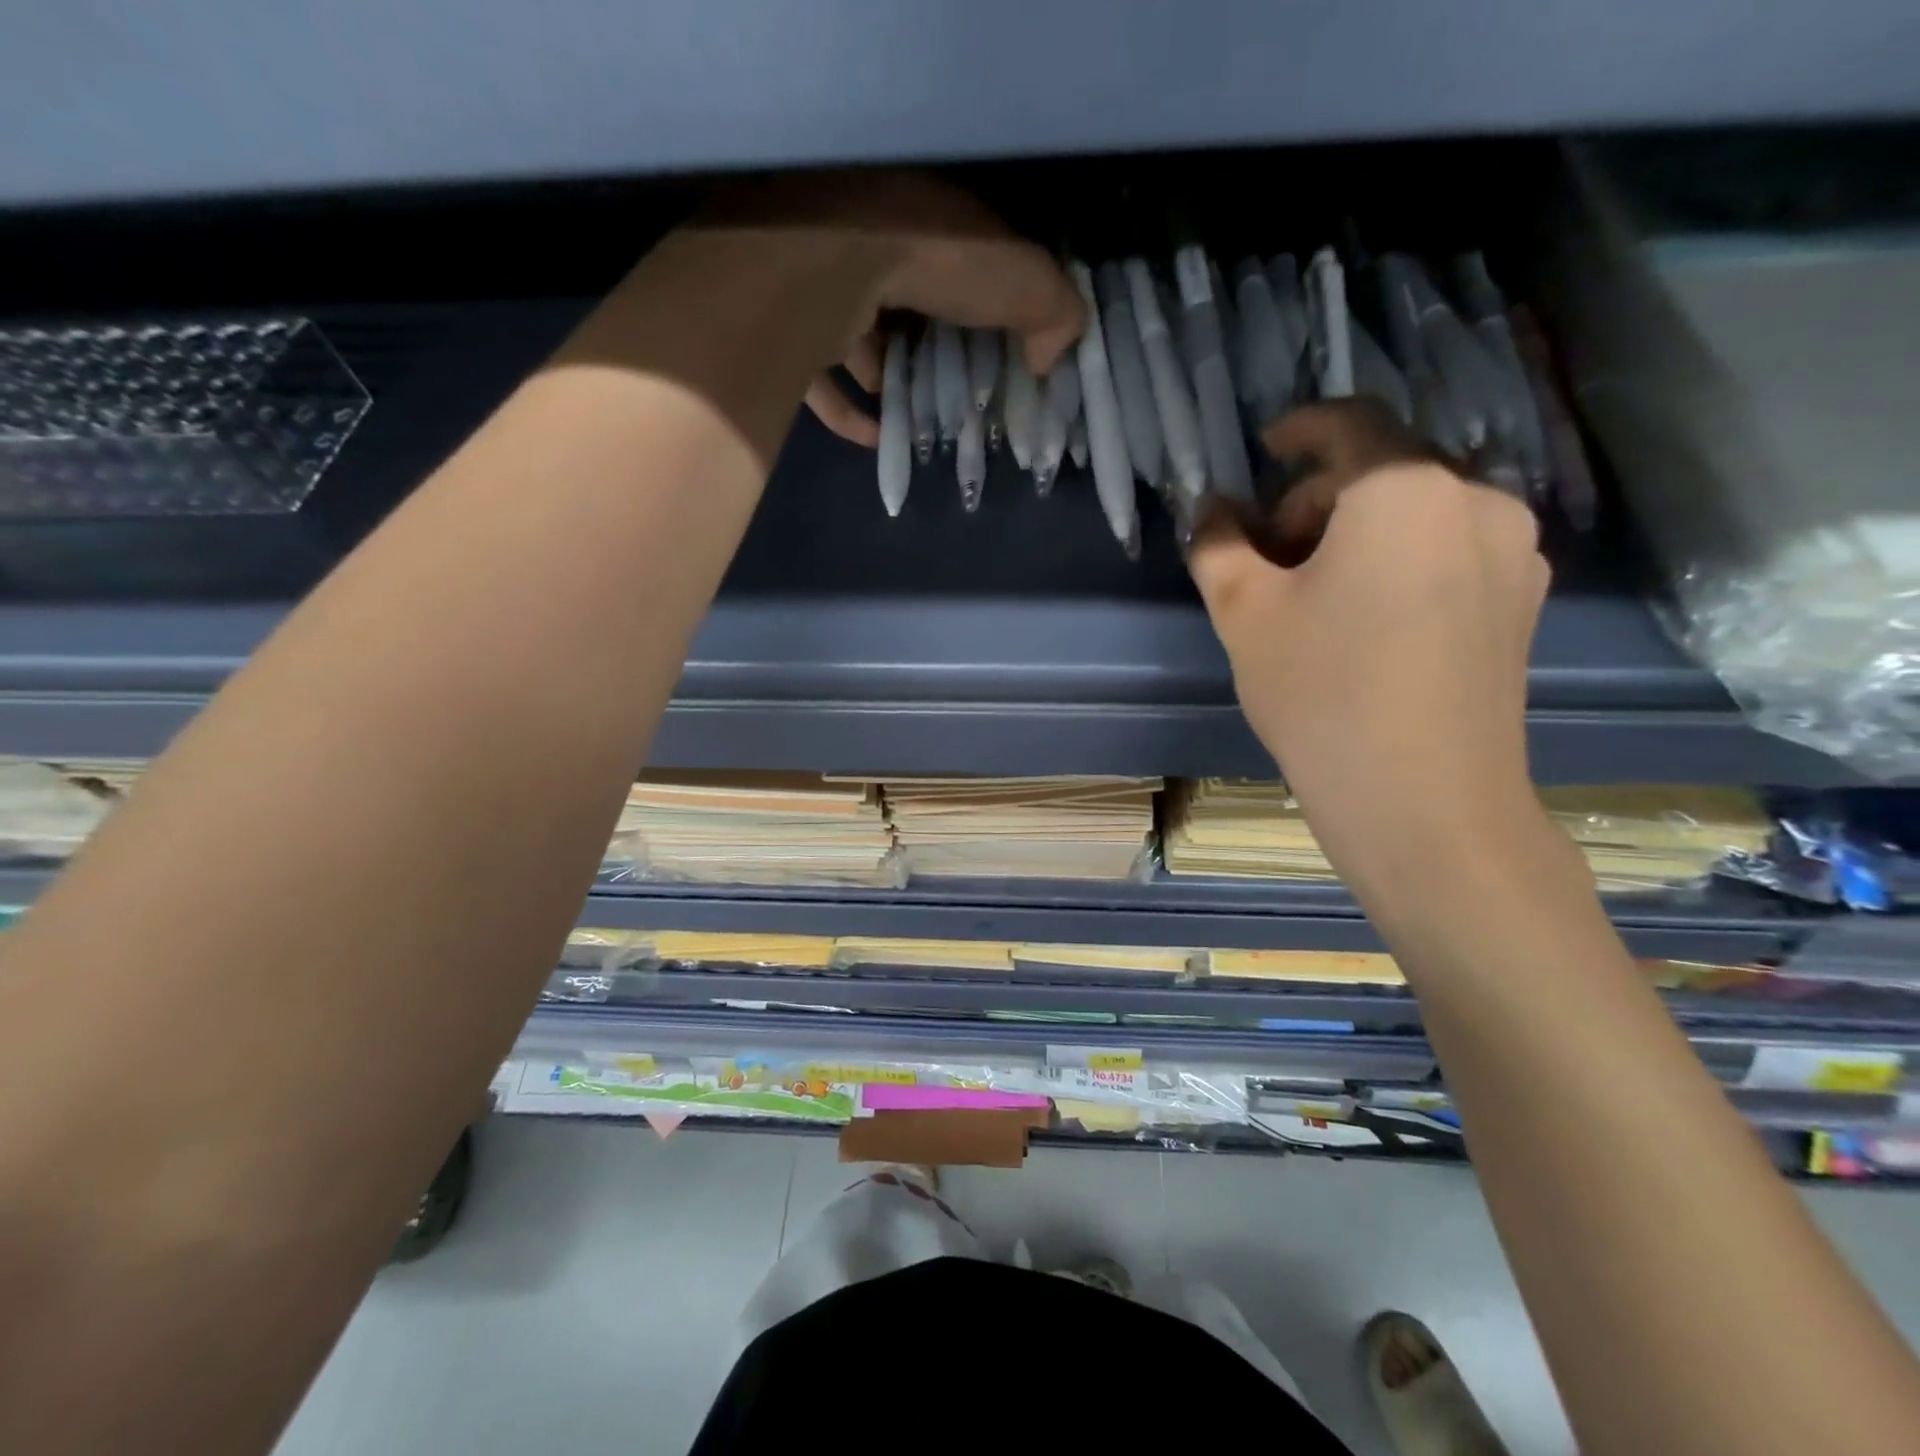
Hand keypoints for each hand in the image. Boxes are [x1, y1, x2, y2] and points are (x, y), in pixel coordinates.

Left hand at [711, 172, 1083, 445]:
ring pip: (864, 344)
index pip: (965, 269)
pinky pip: (823, 382)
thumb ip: (1054, 315)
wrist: (834, 260)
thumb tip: (1050, 360)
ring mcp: (827, 287)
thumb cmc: (937, 260)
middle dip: (934, 354)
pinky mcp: (795, 331)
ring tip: (920, 422)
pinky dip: (850, 415)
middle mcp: (875, 247)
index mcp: (932, 224)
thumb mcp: (1025, 282)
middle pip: (912, 310)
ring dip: (891, 384)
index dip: (986, 313)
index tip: (1003, 359)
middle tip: (958, 398)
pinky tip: (877, 440)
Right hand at [1190, 400, 1550, 896]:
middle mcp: (1476, 499)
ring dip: (1360, 529)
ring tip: (1316, 590)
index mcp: (1404, 488)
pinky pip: (1452, 550)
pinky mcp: (1523, 601)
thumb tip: (1212, 510)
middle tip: (1269, 553)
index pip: (1349, 424)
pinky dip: (1402, 558)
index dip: (1300, 428)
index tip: (1265, 448)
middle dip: (1319, 496)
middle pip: (1385, 470)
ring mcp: (1513, 552)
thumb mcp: (1244, 614)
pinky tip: (1368, 616)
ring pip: (1421, 512)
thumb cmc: (1321, 693)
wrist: (1424, 801)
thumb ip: (1218, 546)